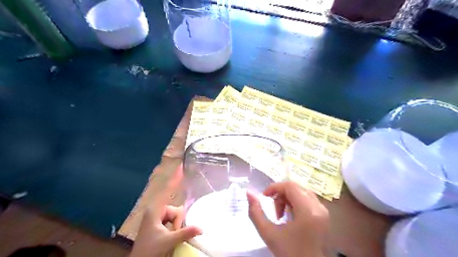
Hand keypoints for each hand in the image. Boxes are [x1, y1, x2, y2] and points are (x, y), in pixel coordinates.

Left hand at [128, 165, 200, 256]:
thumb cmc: (149, 251)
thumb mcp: (168, 241)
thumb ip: (185, 233)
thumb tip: (201, 228)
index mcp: (155, 210)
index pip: (168, 190)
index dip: (175, 178)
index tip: (181, 167)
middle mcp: (156, 210)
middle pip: (175, 208)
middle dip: (178, 221)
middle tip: (173, 233)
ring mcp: (157, 216)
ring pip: (176, 215)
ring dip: (177, 226)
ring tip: (170, 237)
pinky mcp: (159, 222)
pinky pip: (173, 220)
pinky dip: (175, 227)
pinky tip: (171, 235)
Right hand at [247, 181, 328, 256]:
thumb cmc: (289, 253)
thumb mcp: (268, 233)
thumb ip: (255, 212)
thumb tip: (248, 193)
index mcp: (307, 211)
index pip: (290, 186)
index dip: (274, 187)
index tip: (264, 196)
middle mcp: (319, 207)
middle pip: (296, 187)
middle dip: (280, 194)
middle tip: (274, 209)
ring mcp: (323, 211)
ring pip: (301, 192)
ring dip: (287, 198)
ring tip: (281, 215)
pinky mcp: (324, 215)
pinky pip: (307, 198)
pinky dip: (295, 202)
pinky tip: (290, 216)